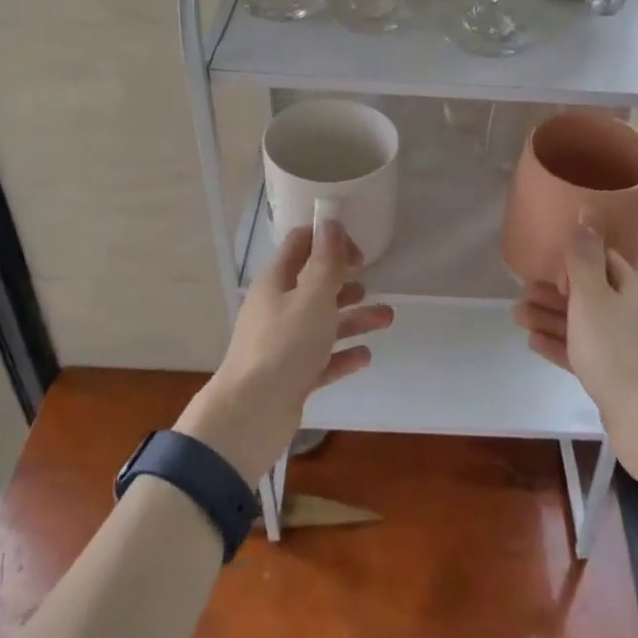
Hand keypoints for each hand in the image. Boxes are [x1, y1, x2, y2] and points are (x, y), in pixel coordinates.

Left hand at [175, 220, 392, 484]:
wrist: (251, 415)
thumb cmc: (285, 345)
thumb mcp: (313, 297)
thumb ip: (326, 261)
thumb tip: (330, 222)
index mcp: (276, 281)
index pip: (300, 245)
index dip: (328, 239)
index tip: (358, 250)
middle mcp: (277, 308)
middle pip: (313, 285)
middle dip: (344, 280)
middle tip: (372, 280)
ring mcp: (282, 344)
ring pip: (322, 323)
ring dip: (353, 318)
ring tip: (387, 318)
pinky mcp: (290, 376)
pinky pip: (321, 359)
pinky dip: (342, 355)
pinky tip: (365, 356)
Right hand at [512, 224, 637, 474]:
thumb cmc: (617, 351)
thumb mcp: (592, 297)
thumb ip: (583, 257)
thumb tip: (586, 212)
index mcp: (634, 287)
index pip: (602, 260)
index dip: (572, 260)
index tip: (544, 266)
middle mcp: (635, 311)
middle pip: (589, 293)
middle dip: (553, 292)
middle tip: (519, 294)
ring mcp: (628, 345)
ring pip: (584, 323)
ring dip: (550, 317)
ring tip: (516, 317)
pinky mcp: (619, 375)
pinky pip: (585, 351)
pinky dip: (561, 344)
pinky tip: (534, 343)